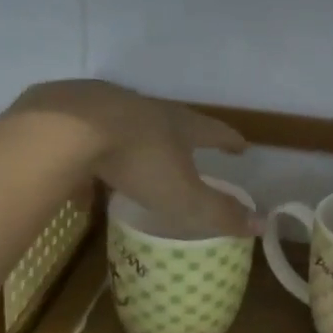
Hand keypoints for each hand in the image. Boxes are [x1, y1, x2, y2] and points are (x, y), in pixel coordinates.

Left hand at [8, 81, 256, 237]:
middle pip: (173, 122)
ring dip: (139, 144)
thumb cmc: (139, 161)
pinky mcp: (73, 115)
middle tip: (191, 149)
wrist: (70, 127)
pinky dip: (93, 159)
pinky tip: (83, 181)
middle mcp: (148, 110)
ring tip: (139, 164)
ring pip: (129, 127)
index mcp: (179, 125)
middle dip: (184, 137)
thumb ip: (219, 212)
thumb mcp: (184, 195)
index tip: (241, 145)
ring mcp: (108, 108)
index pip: (214, 131)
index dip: (229, 140)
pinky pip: (89, 141)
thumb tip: (262, 225)